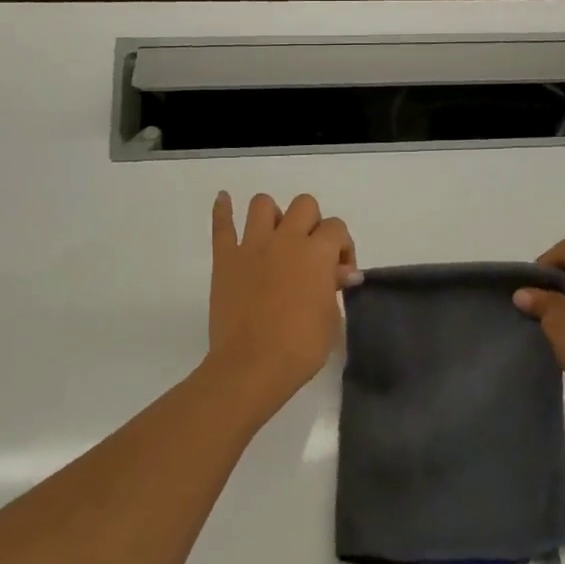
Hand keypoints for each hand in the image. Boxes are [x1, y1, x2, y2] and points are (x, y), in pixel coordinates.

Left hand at [206, 192, 358, 408]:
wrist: (253, 365)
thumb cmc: (301, 347)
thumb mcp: (331, 318)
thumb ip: (334, 287)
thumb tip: (340, 273)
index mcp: (316, 252)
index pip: (336, 228)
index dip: (342, 247)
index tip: (340, 273)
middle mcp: (286, 239)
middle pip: (304, 205)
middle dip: (313, 224)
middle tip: (311, 253)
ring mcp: (252, 246)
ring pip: (263, 205)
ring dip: (274, 215)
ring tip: (276, 237)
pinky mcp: (225, 258)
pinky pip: (221, 225)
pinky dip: (222, 209)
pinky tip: (224, 199)